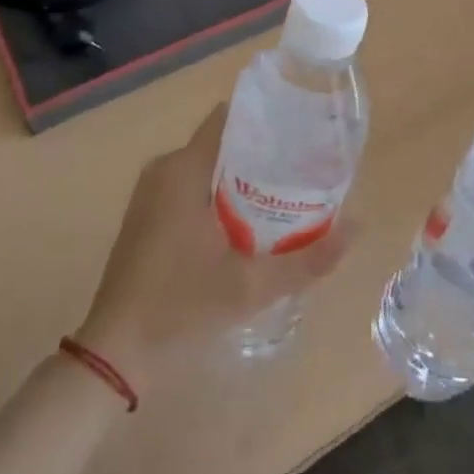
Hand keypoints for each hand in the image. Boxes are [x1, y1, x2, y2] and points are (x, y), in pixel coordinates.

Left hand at [74, 102, 349, 393]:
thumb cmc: (180, 307)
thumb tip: (359, 225)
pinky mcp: (147, 214)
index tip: (303, 131)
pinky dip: (220, 192)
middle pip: (223, 141)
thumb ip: (308, 258)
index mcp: (184, 167)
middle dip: (263, 150)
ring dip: (242, 174)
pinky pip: (192, 184)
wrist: (114, 355)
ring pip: (208, 165)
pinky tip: (247, 220)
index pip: (231, 118)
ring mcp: (152, 191)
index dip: (268, 119)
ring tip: (285, 192)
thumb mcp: (251, 286)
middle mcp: (165, 167)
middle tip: (304, 167)